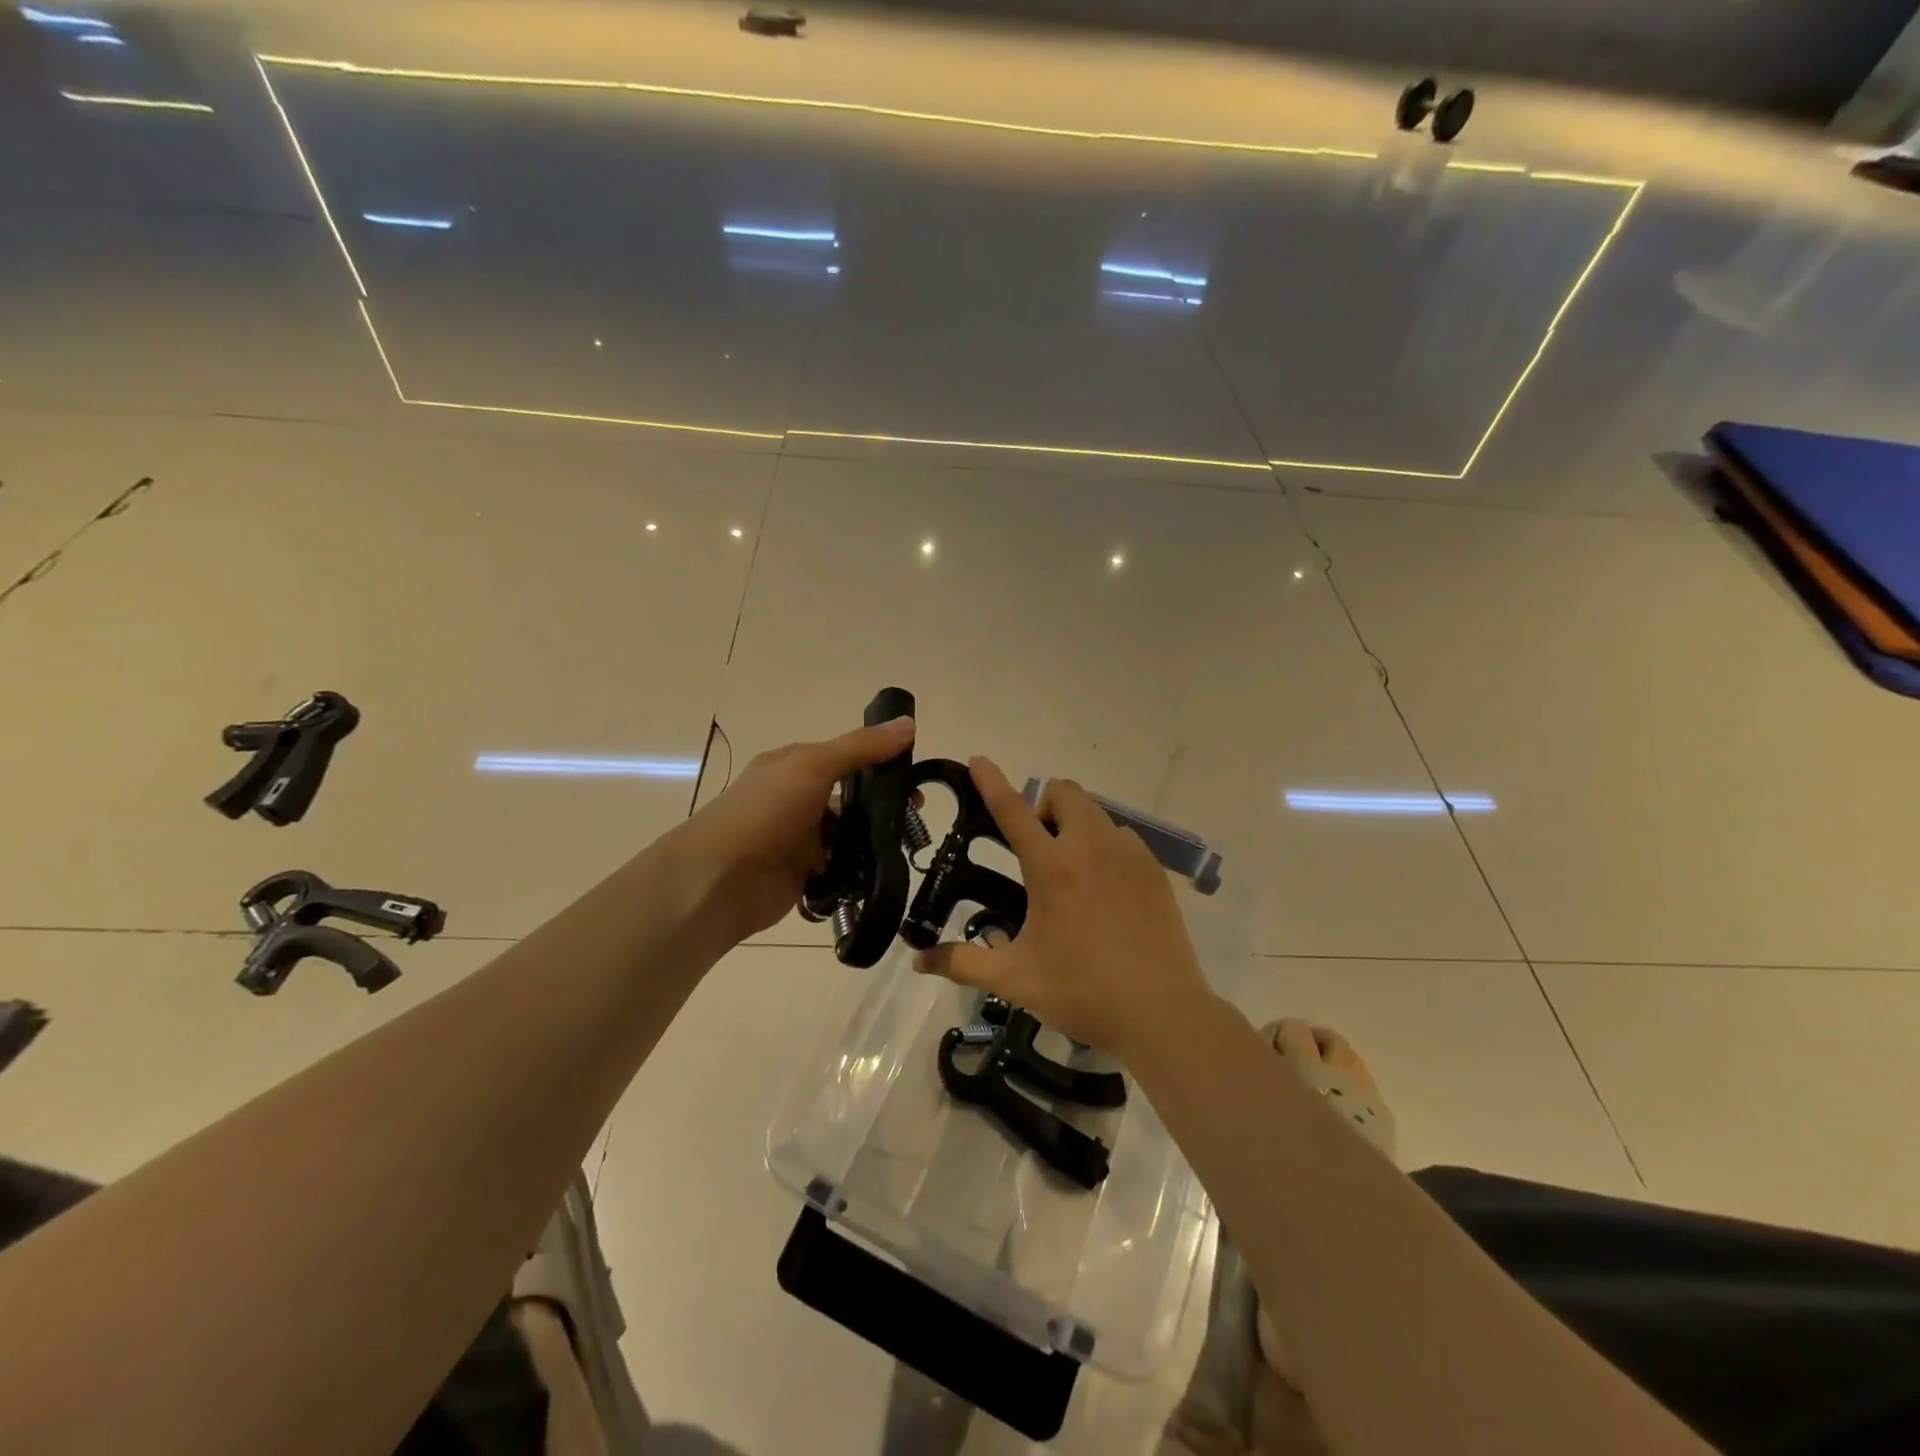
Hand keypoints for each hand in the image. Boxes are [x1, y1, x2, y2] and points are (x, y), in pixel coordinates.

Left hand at [675, 716, 914, 944]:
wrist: (719, 880)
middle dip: (884, 804)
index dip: (883, 762)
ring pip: (849, 833)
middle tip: (916, 816)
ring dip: (875, 838)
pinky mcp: (805, 874)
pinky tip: (883, 870)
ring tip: (906, 845)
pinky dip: (860, 868)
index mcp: (796, 765)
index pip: (848, 756)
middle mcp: (798, 798)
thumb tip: (909, 723)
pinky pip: (842, 867)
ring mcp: (801, 838)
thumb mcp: (814, 766)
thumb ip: (861, 748)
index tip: (916, 775)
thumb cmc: (764, 812)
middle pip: (852, 796)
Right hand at [914, 757, 1214, 1057]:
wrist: (1161, 1014)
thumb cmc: (1081, 992)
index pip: (1013, 810)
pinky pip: (1124, 838)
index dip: (991, 782)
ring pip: (1097, 814)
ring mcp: (1129, 856)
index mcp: (1052, 868)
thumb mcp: (1015, 979)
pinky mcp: (1155, 871)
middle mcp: (1091, 848)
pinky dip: (1106, 846)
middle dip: (1044, 805)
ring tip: (1072, 871)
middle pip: (1065, 793)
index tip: (978, 761)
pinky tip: (1105, 888)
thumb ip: (964, 964)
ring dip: (1075, 826)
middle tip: (1036, 847)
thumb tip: (920, 961)